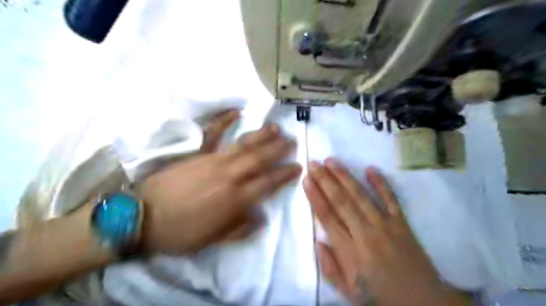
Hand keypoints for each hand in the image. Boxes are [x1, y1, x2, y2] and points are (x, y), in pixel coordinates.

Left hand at [134, 111, 299, 254]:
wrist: (142, 218)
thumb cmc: (180, 233)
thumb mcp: (213, 240)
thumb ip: (240, 229)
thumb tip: (260, 218)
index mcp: (235, 199)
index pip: (268, 183)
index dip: (285, 174)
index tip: (297, 167)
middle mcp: (229, 176)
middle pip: (260, 158)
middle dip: (278, 149)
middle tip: (292, 141)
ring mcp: (213, 161)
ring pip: (243, 145)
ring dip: (262, 135)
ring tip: (275, 128)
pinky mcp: (197, 153)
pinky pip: (212, 133)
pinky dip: (223, 121)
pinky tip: (235, 112)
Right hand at [303, 159, 469, 303]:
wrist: (422, 302)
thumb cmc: (380, 296)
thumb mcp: (348, 291)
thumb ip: (329, 267)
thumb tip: (318, 241)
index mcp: (350, 252)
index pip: (327, 217)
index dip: (315, 196)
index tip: (306, 180)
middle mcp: (366, 233)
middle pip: (341, 201)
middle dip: (325, 180)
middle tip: (313, 163)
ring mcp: (386, 225)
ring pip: (361, 196)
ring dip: (345, 176)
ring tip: (331, 161)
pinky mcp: (402, 223)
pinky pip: (391, 199)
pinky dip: (381, 183)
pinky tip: (371, 169)